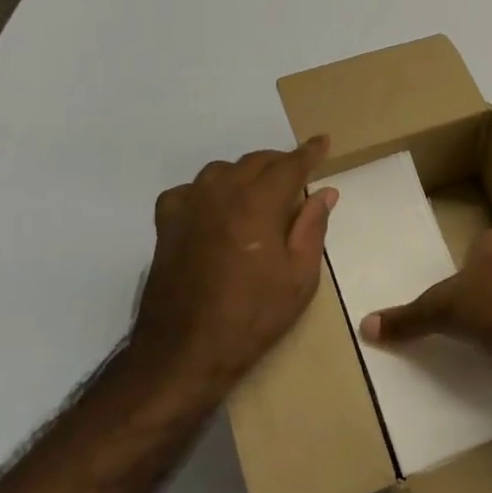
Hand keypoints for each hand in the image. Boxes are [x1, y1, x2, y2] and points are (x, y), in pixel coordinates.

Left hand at [127, 137, 338, 397]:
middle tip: (298, 175)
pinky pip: (189, 191)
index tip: (323, 141)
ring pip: (222, 171)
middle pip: (255, 162)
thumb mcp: (299, 277)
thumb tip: (324, 192)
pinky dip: (208, 191)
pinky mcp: (166, 225)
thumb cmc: (253, 316)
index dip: (309, 152)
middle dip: (280, 163)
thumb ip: (312, 227)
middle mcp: (221, 194)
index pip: (290, 165)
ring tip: (260, 192)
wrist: (185, 351)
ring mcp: (189, 207)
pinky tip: (215, 209)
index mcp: (257, 203)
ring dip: (245, 174)